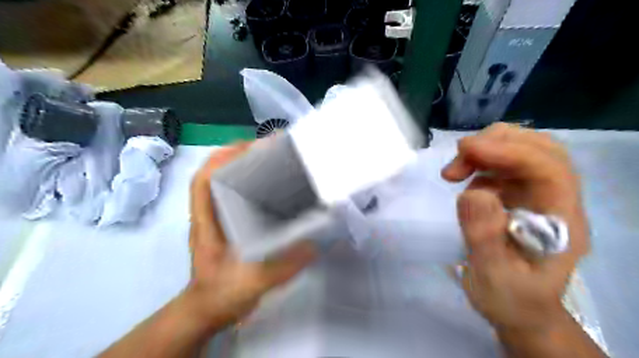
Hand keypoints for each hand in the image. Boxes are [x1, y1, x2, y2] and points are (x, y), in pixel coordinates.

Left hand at [180, 143, 317, 332]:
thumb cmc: (222, 294)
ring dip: (244, 167)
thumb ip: (283, 266)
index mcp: (208, 223)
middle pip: (216, 174)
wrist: (209, 311)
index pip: (204, 180)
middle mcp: (210, 215)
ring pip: (225, 183)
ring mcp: (218, 219)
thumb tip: (314, 244)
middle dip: (238, 155)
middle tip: (268, 149)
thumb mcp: (253, 282)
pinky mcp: (228, 225)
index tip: (249, 146)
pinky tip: (272, 189)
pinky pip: (236, 196)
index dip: (222, 158)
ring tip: (271, 161)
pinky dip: (250, 185)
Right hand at [446, 123, 588, 332]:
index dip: (509, 151)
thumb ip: (484, 237)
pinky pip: (505, 164)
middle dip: (495, 143)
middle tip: (457, 161)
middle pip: (540, 149)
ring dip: (486, 149)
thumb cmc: (510, 298)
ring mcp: (538, 195)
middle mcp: (556, 200)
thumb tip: (472, 192)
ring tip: (454, 171)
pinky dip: (482, 162)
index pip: (548, 168)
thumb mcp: (493, 276)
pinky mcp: (520, 195)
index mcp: (561, 220)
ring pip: (522, 150)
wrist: (519, 308)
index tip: (465, 149)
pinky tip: (465, 179)